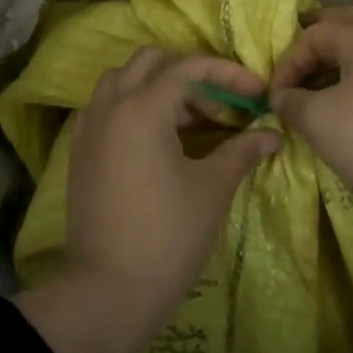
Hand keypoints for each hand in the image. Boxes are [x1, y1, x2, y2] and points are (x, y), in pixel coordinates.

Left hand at [67, 47, 280, 308]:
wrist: (108, 289)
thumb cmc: (168, 236)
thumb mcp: (212, 189)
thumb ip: (242, 151)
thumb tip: (272, 133)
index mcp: (141, 108)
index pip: (188, 67)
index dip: (228, 73)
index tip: (257, 93)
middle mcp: (109, 106)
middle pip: (150, 62)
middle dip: (190, 74)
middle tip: (220, 106)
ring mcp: (88, 128)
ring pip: (123, 81)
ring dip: (158, 87)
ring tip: (191, 122)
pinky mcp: (80, 151)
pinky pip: (106, 108)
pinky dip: (134, 107)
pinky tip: (158, 140)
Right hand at [268, 7, 352, 210]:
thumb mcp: (318, 120)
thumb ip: (292, 103)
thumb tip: (283, 97)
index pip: (312, 35)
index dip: (287, 62)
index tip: (275, 96)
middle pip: (350, 23)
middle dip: (321, 36)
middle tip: (300, 56)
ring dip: (348, 61)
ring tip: (329, 85)